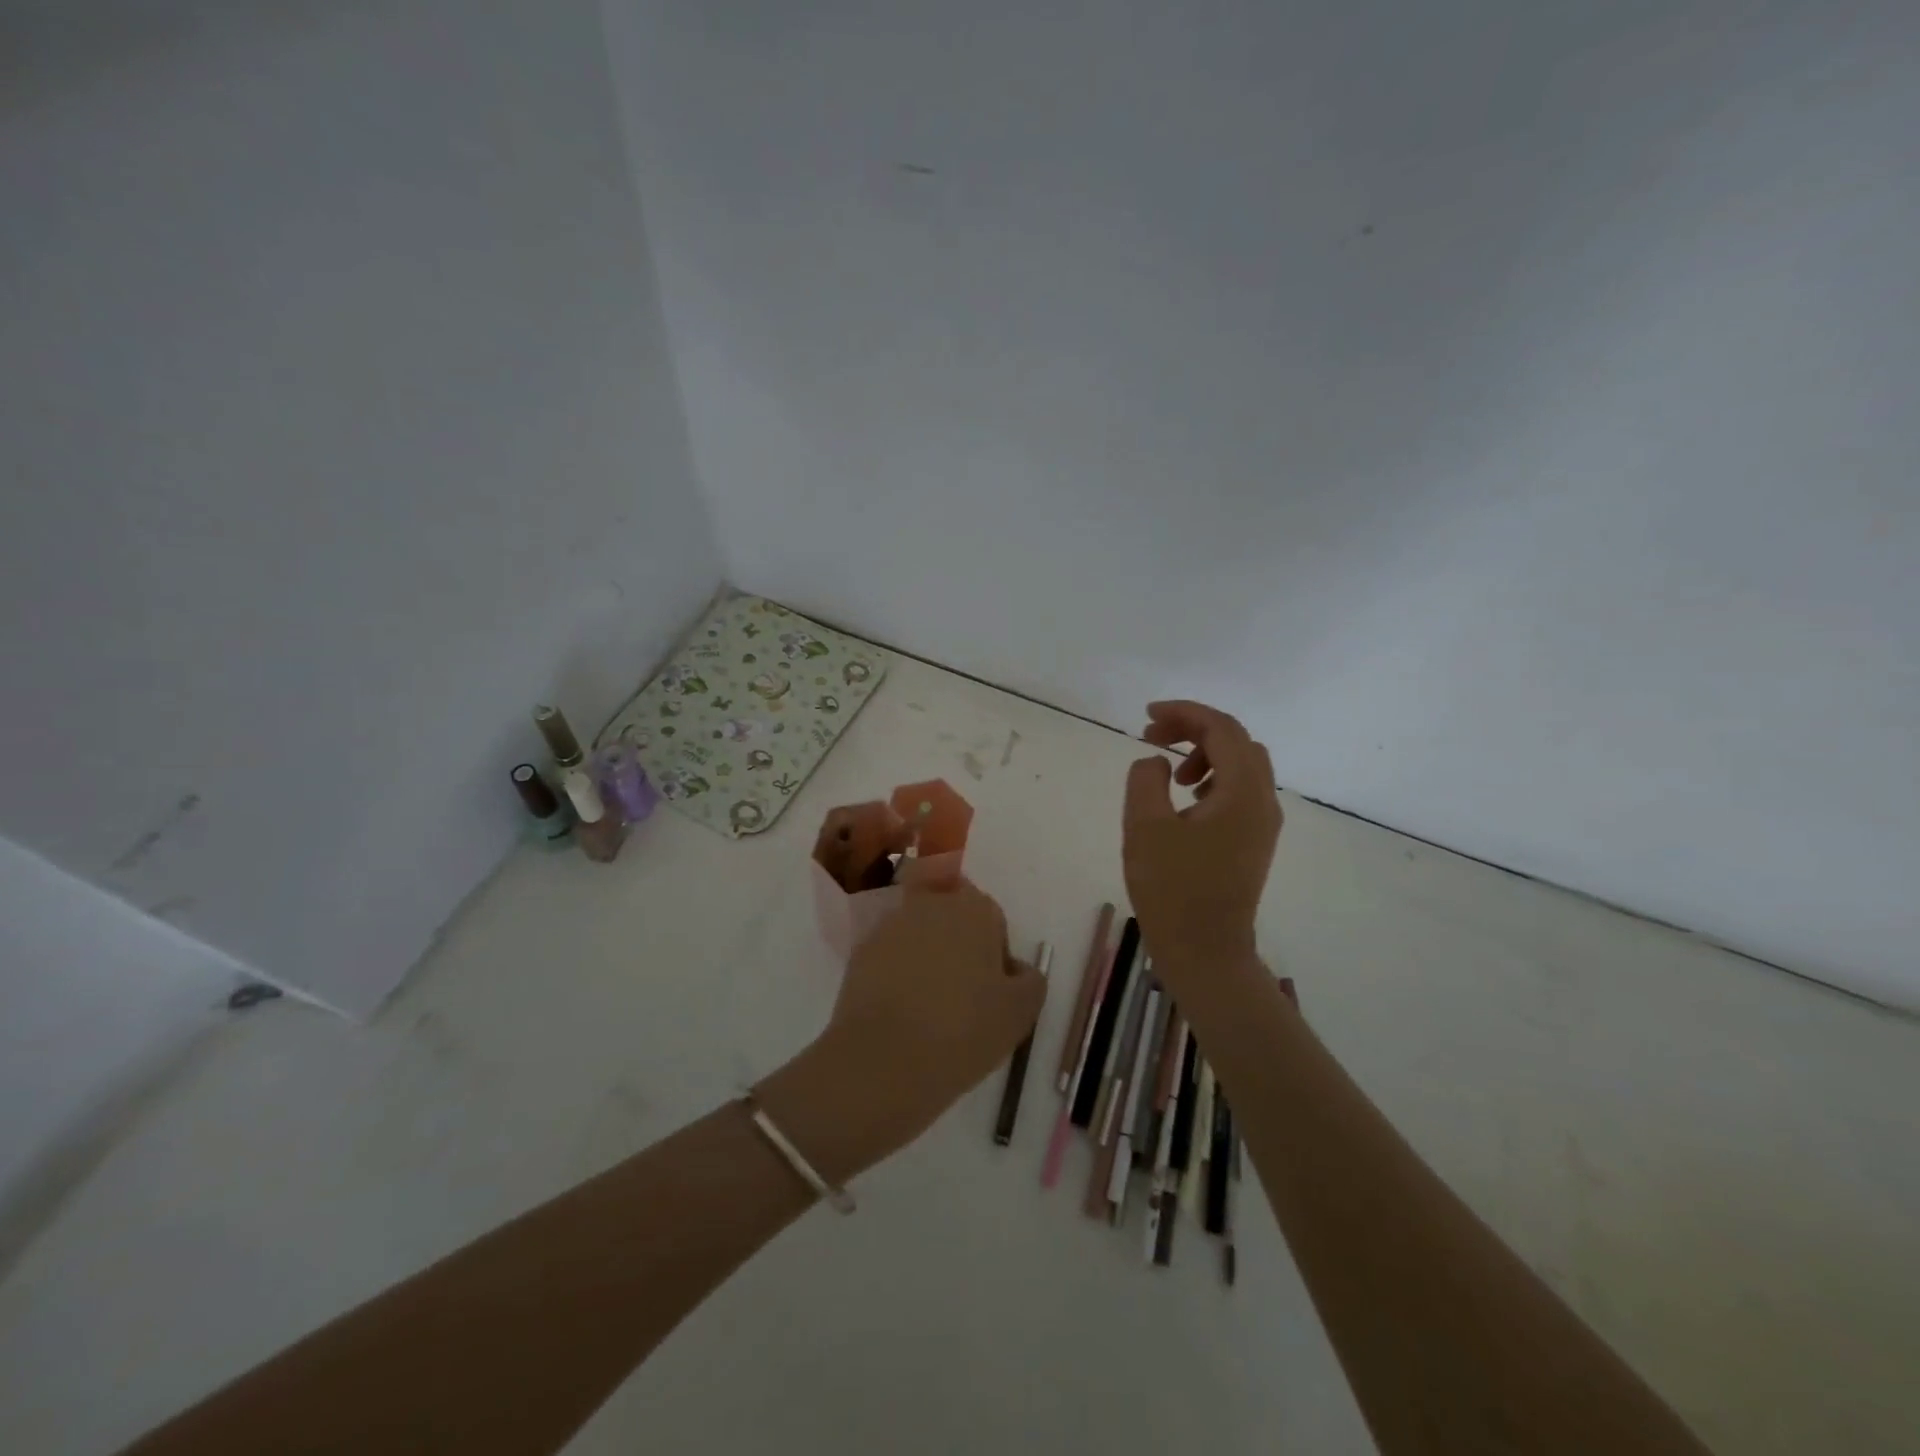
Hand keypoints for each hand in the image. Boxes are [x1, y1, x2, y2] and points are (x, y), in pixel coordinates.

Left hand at [758, 880, 1044, 1182]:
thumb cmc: (962, 1031)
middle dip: (958, 943)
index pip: (991, 917)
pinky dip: (896, 975)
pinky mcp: (860, 953)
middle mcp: (931, 905)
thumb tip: (1014, 968)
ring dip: (926, 958)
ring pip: (918, 934)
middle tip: (962, 994)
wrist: (883, 1061)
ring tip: (928, 1008)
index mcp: (974, 909)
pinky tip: (901, 1014)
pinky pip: (889, 957)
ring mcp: (890, 926)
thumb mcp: (1020, 1013)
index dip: (994, 951)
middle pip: (951, 915)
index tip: (991, 988)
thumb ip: (1029, 979)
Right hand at [1122, 700, 1281, 987]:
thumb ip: (1147, 779)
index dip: (1184, 713)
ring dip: (1205, 754)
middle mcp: (1263, 802)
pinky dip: (1213, 779)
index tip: (1146, 716)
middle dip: (1194, 729)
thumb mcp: (1145, 827)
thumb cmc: (1172, 890)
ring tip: (1170, 774)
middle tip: (1153, 737)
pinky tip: (1186, 801)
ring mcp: (1263, 824)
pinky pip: (1241, 791)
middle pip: (1237, 741)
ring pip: (1243, 765)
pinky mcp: (1254, 843)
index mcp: (1242, 793)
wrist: (1205, 953)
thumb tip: (1157, 762)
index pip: (1222, 729)